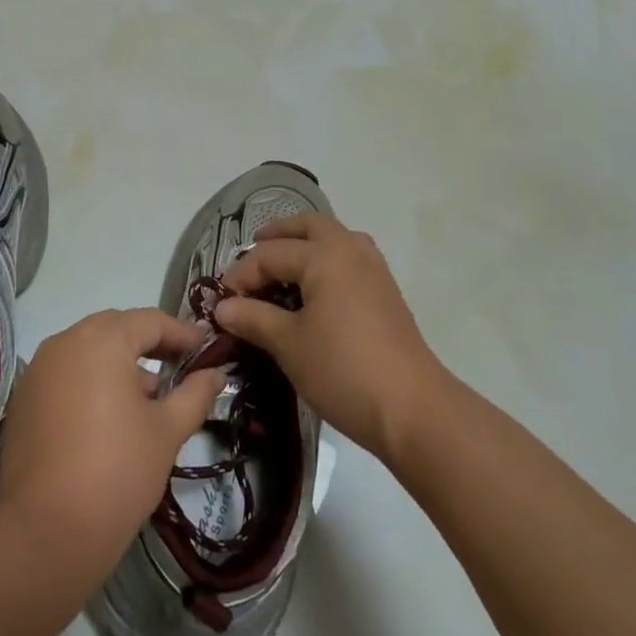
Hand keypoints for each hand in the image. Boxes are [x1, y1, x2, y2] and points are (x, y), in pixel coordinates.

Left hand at [0, 308, 226, 573]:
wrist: (46, 533)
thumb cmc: (117, 471)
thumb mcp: (167, 431)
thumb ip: (195, 394)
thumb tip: (216, 374)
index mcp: (102, 339)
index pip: (150, 321)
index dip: (182, 333)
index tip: (206, 346)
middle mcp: (65, 342)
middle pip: (116, 329)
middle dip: (149, 344)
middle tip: (180, 365)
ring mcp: (39, 369)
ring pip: (88, 350)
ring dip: (119, 363)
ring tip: (149, 396)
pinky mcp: (23, 399)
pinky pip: (66, 374)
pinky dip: (91, 381)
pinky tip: (110, 415)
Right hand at [215, 214, 439, 460]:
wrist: (413, 409)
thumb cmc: (343, 370)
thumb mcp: (289, 345)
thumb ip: (254, 318)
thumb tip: (223, 307)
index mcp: (324, 255)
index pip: (270, 254)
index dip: (241, 275)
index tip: (222, 302)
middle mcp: (350, 250)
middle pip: (309, 226)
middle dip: (278, 235)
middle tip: (254, 251)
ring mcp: (374, 269)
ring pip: (334, 238)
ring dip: (306, 243)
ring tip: (284, 265)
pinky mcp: (386, 292)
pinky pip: (349, 259)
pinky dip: (327, 261)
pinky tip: (316, 290)